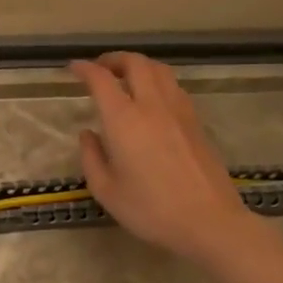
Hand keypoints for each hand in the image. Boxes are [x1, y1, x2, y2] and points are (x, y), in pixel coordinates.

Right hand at [69, 53, 262, 263]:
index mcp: (124, 120)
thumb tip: (88, 134)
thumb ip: (91, 157)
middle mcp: (152, 106)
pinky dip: (157, 82)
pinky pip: (174, 87)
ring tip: (125, 78)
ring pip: (160, 70)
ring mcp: (179, 112)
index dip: (85, 69)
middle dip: (114, 59)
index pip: (101, 79)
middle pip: (136, 63)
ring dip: (139, 66)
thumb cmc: (150, 209)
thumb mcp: (106, 190)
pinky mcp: (197, 123)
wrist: (210, 223)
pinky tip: (150, 100)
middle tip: (100, 69)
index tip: (73, 68)